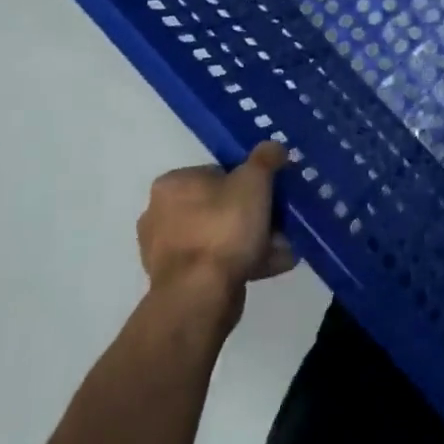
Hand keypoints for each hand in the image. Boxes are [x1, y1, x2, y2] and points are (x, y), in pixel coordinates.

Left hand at [136, 143, 295, 300]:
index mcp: (172, 184)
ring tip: (283, 248)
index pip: (216, 172)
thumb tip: (273, 147)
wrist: (200, 296)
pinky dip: (242, 262)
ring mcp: (165, 252)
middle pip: (220, 206)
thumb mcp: (254, 180)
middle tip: (279, 222)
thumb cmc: (223, 227)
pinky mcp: (176, 283)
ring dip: (252, 241)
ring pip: (221, 237)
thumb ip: (266, 158)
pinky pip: (216, 264)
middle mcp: (160, 215)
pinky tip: (272, 265)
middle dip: (253, 215)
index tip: (270, 193)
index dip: (248, 180)